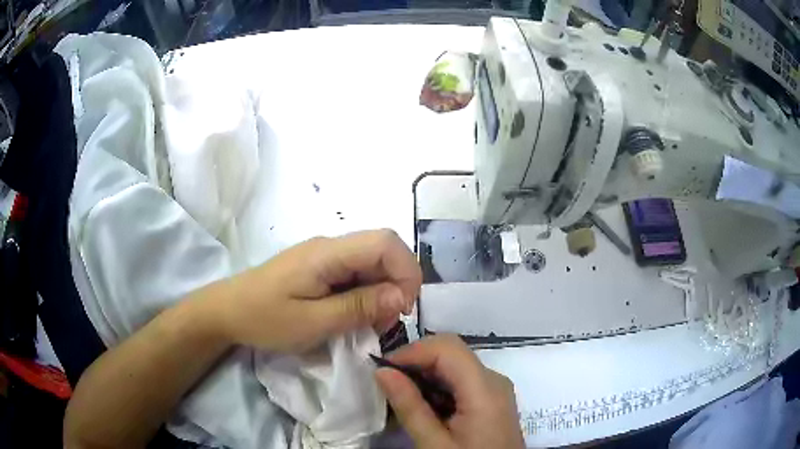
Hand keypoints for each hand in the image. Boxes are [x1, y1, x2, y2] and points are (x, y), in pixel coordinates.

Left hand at [208, 229, 421, 352]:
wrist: (227, 311)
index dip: (406, 271)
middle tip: (386, 322)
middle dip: (396, 285)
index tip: (403, 309)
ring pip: (371, 263)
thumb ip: (359, 307)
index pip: (385, 242)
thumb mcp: (313, 321)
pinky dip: (366, 295)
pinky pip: (355, 274)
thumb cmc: (265, 318)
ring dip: (382, 292)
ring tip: (369, 324)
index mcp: (328, 252)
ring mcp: (324, 256)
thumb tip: (402, 295)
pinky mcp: (319, 268)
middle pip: (382, 251)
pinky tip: (355, 316)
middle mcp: (330, 246)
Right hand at [375, 335, 524, 448]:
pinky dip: (438, 386)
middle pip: (452, 353)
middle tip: (389, 384)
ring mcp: (495, 388)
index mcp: (485, 389)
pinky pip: (462, 379)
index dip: (412, 351)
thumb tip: (382, 371)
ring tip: (402, 398)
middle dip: (416, 362)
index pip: (447, 348)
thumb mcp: (434, 443)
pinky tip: (425, 407)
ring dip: (425, 375)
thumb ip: (410, 407)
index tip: (383, 370)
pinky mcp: (492, 398)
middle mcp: (494, 380)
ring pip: (455, 364)